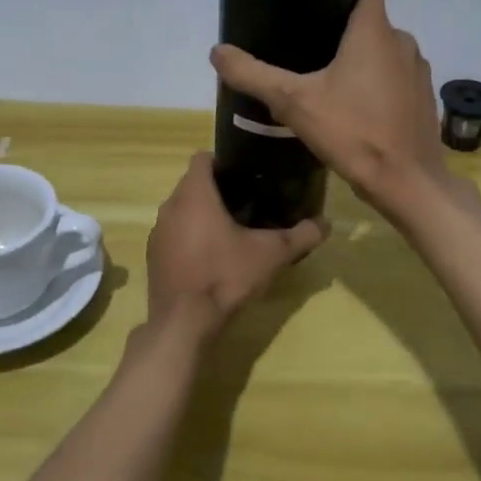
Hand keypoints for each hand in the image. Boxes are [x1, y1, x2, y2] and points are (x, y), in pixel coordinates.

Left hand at [146, 153, 327, 338]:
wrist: (184, 322)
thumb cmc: (226, 276)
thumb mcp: (271, 255)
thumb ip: (301, 236)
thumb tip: (326, 224)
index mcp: (195, 195)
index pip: (202, 158)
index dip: (223, 161)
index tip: (246, 176)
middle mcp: (170, 207)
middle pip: (192, 184)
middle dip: (217, 190)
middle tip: (247, 204)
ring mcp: (158, 233)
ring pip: (181, 210)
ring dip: (201, 215)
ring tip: (231, 230)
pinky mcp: (153, 257)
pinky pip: (173, 235)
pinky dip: (189, 238)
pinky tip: (210, 258)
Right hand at [211, 0, 460, 222]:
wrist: (406, 183)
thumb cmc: (352, 133)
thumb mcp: (293, 103)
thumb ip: (254, 74)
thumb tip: (217, 51)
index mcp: (375, 31)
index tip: (317, 0)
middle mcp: (403, 42)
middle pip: (371, 21)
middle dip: (342, 30)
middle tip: (307, 49)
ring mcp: (418, 71)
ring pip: (385, 51)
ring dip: (361, 60)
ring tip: (328, 80)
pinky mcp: (424, 98)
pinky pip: (397, 78)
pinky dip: (379, 84)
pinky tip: (356, 109)